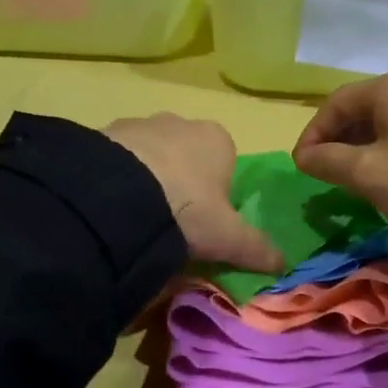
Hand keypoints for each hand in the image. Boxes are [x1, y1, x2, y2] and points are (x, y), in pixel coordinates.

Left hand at [104, 114, 284, 272]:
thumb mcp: (227, 237)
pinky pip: (117, 159)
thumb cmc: (188, 209)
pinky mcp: (104, 133)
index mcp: (217, 139)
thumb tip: (284, 264)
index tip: (203, 222)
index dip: (216, 194)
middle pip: (186, 156)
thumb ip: (256, 248)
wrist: (118, 195)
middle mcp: (180, 123)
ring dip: (146, 179)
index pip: (224, 163)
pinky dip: (117, 178)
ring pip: (150, 155)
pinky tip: (111, 207)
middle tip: (170, 222)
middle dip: (179, 183)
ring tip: (135, 218)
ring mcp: (140, 124)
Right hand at [292, 72, 387, 246]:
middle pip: (363, 108)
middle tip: (325, 171)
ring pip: (387, 120)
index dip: (314, 133)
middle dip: (338, 139)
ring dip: (363, 146)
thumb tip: (304, 156)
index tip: (302, 165)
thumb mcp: (367, 174)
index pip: (337, 102)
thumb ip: (327, 161)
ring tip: (353, 176)